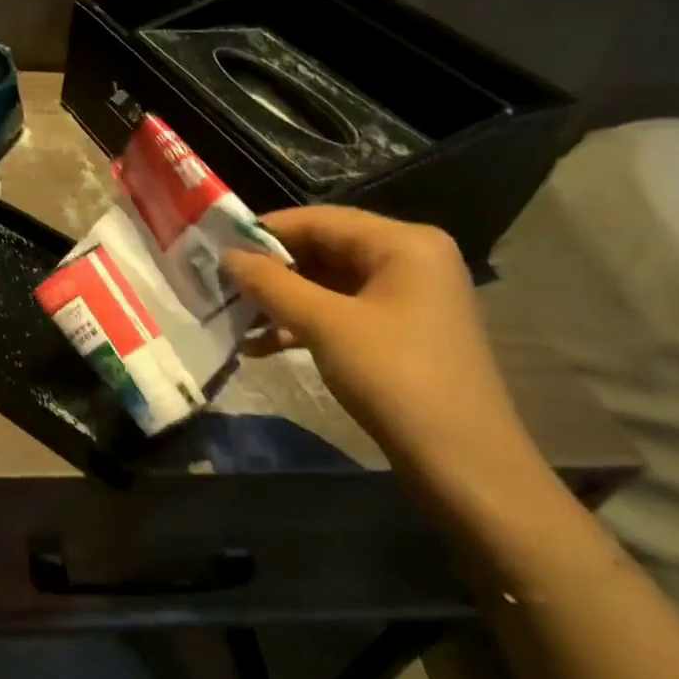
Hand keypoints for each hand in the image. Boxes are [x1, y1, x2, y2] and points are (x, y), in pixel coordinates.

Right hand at [222, 207, 541, 503]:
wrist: (461, 459)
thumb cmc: (394, 376)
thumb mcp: (325, 324)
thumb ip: (272, 284)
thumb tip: (227, 256)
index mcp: (404, 243)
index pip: (321, 219)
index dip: (266, 231)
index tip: (217, 247)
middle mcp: (409, 260)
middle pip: (325, 249)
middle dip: (271, 270)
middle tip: (220, 284)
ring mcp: (406, 298)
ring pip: (329, 284)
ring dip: (281, 300)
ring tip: (233, 317)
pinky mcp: (399, 332)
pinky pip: (340, 312)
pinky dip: (302, 324)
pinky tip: (261, 345)